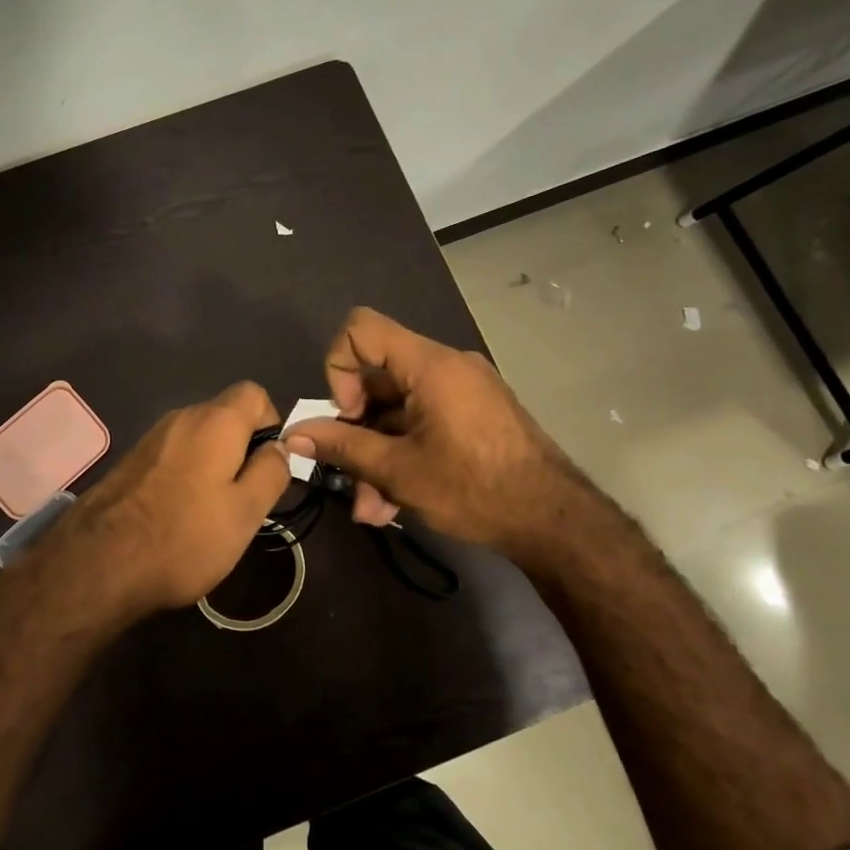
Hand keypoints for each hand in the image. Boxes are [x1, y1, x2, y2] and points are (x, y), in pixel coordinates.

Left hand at [19, 381, 289, 623]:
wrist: (97, 564)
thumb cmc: (184, 536)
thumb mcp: (246, 512)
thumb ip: (271, 472)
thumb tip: (280, 446)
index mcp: (215, 421)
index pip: (255, 393)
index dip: (271, 423)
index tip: (270, 465)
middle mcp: (181, 417)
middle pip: (225, 416)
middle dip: (243, 448)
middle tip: (246, 497)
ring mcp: (151, 439)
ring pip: (198, 438)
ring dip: (214, 465)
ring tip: (213, 512)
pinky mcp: (130, 462)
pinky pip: (173, 456)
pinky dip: (186, 475)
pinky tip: (179, 515)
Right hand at [283, 307, 572, 559]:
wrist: (555, 521)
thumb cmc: (474, 488)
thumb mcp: (399, 471)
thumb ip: (342, 447)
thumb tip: (294, 435)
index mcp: (430, 365)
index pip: (361, 328)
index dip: (338, 367)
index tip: (349, 416)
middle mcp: (447, 366)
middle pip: (377, 378)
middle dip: (355, 430)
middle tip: (349, 477)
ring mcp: (463, 391)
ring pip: (397, 410)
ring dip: (376, 455)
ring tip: (371, 508)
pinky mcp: (473, 414)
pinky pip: (422, 421)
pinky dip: (402, 453)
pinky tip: (394, 502)